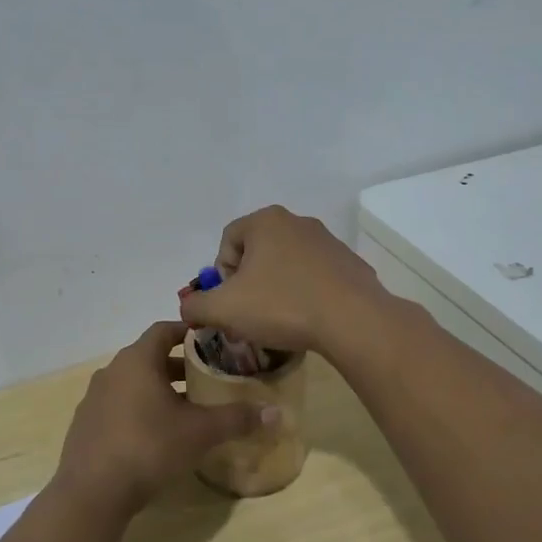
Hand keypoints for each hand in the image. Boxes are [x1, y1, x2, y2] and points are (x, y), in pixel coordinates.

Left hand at [53, 321, 274, 519]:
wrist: (92, 491)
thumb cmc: (149, 447)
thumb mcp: (199, 432)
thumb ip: (237, 418)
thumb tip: (277, 413)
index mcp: (137, 360)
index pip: (164, 330)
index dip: (188, 332)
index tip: (211, 341)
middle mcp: (112, 371)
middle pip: (149, 357)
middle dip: (178, 366)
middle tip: (206, 379)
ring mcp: (94, 398)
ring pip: (133, 383)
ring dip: (158, 389)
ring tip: (186, 409)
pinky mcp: (86, 424)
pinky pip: (118, 406)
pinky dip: (139, 410)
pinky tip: (155, 435)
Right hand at [178, 205, 390, 355]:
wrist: (352, 320)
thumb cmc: (281, 306)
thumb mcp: (223, 309)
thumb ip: (195, 306)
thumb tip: (189, 307)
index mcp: (265, 221)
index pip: (228, 240)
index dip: (221, 274)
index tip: (229, 302)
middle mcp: (297, 222)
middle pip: (258, 251)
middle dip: (249, 282)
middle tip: (249, 314)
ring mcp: (328, 241)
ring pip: (288, 264)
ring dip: (277, 288)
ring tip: (279, 321)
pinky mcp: (350, 264)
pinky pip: (316, 277)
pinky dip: (306, 294)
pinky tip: (308, 320)